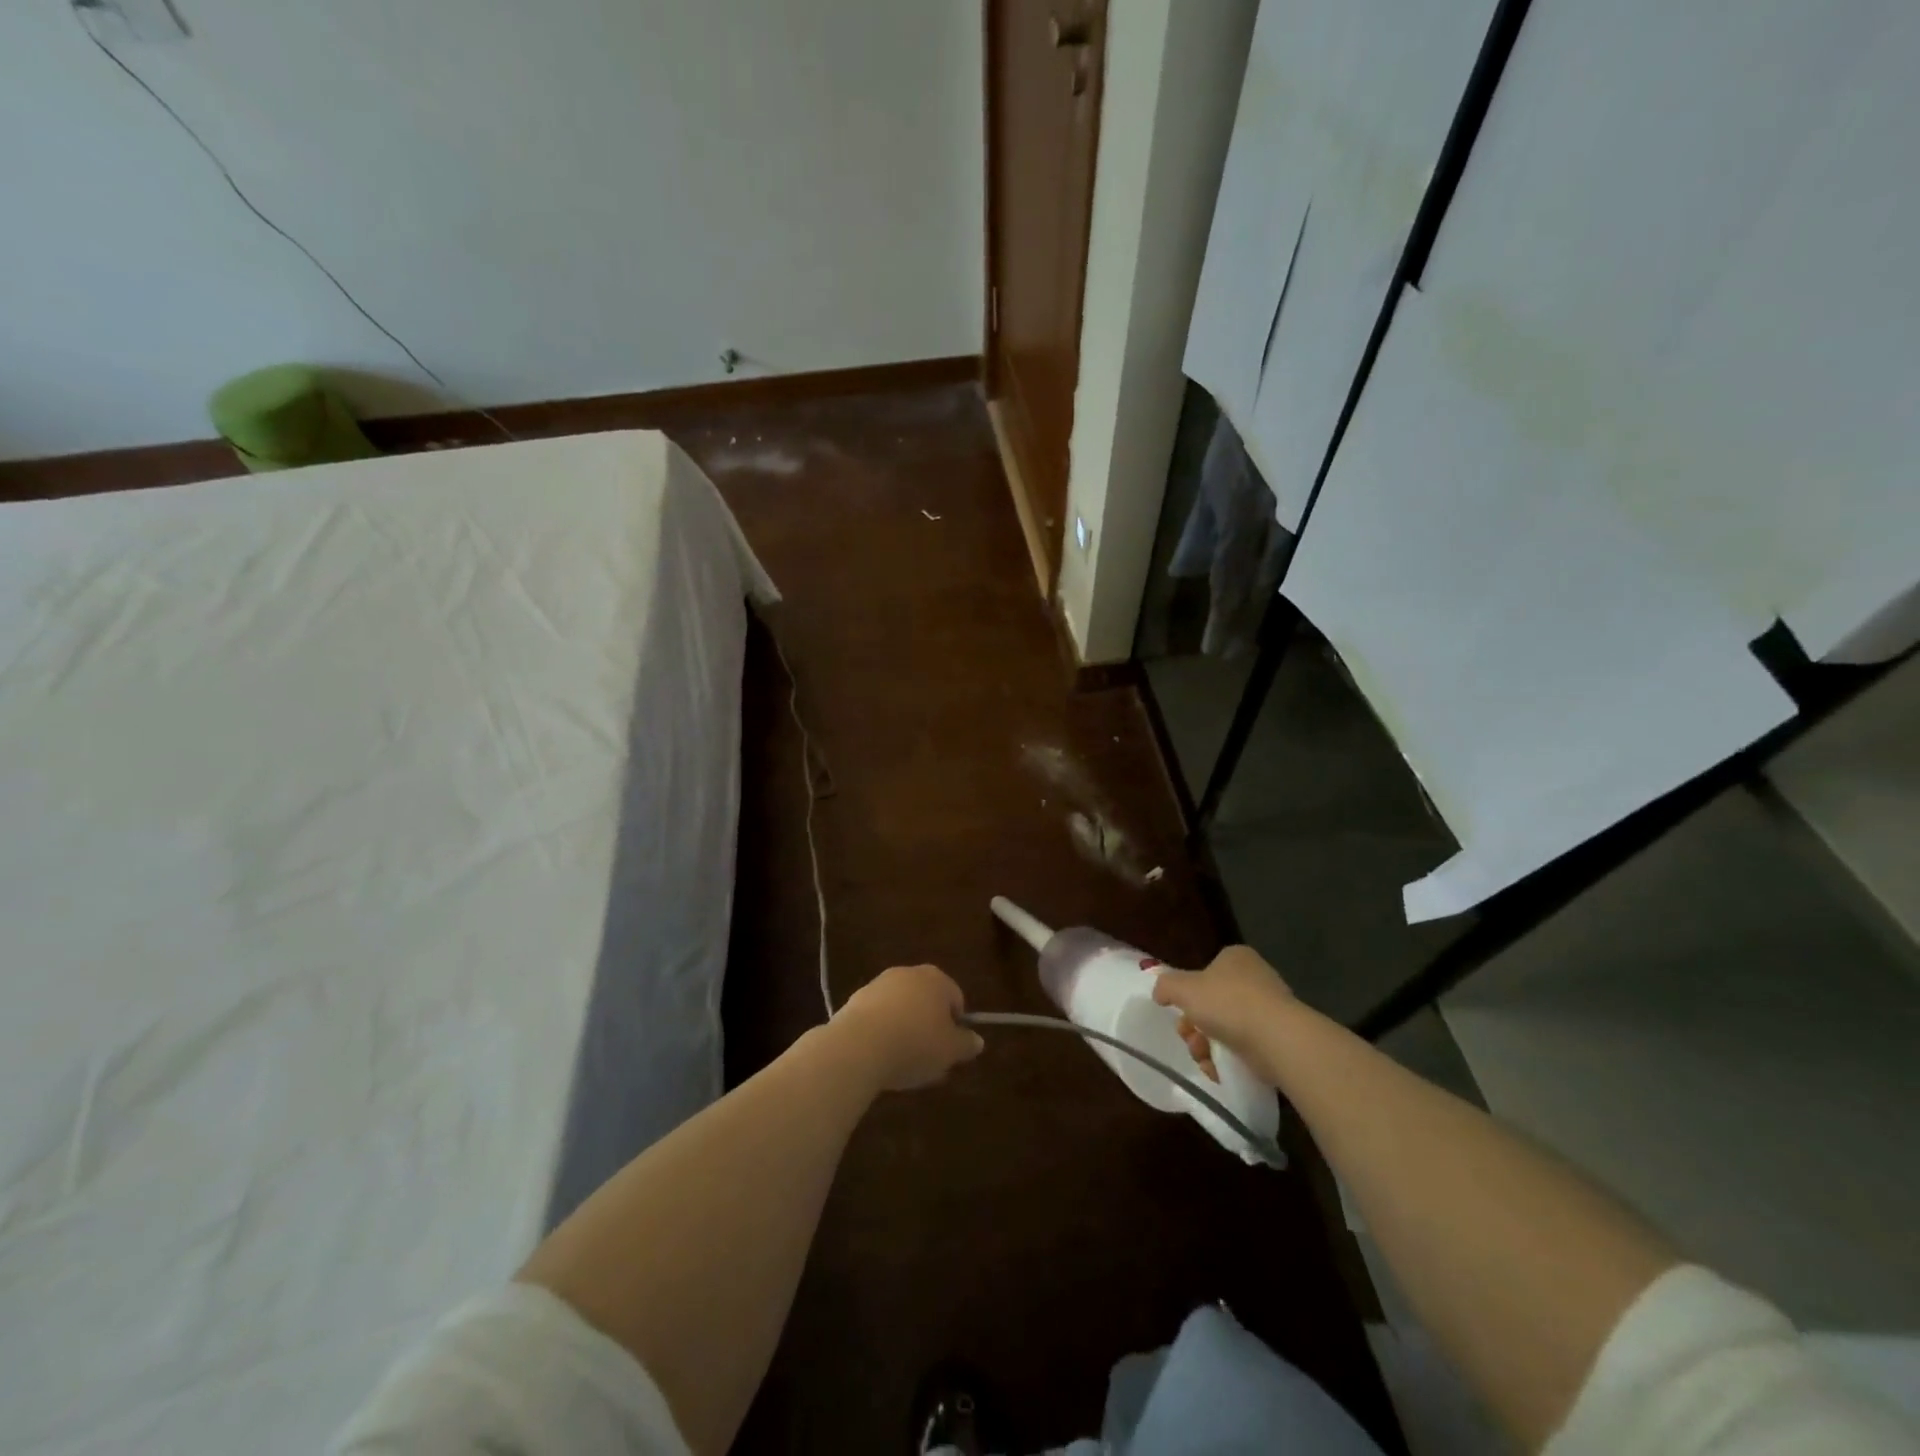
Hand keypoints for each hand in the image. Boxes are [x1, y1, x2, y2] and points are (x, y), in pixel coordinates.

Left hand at [833, 965, 984, 1091]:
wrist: (859, 1045)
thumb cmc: (915, 1043)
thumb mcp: (950, 1051)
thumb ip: (966, 1044)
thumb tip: (977, 1041)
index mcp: (936, 979)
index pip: (955, 998)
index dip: (956, 1026)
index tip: (950, 1050)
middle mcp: (908, 973)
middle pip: (926, 1001)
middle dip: (929, 1027)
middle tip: (928, 1059)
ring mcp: (879, 984)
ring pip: (901, 1009)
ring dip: (904, 1030)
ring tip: (902, 1063)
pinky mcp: (855, 1000)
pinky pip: (878, 1018)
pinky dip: (882, 1033)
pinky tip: (880, 1057)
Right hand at [1151, 945, 1294, 1086]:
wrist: (1276, 1039)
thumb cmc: (1228, 1003)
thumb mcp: (1183, 988)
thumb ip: (1166, 986)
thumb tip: (1160, 993)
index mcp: (1236, 958)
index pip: (1206, 973)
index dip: (1189, 995)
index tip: (1180, 1014)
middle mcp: (1256, 979)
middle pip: (1213, 1005)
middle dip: (1195, 1027)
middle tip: (1190, 1039)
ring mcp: (1270, 1010)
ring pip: (1226, 1029)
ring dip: (1207, 1046)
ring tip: (1204, 1059)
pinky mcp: (1279, 1039)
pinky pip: (1245, 1049)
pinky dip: (1228, 1060)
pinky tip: (1219, 1070)